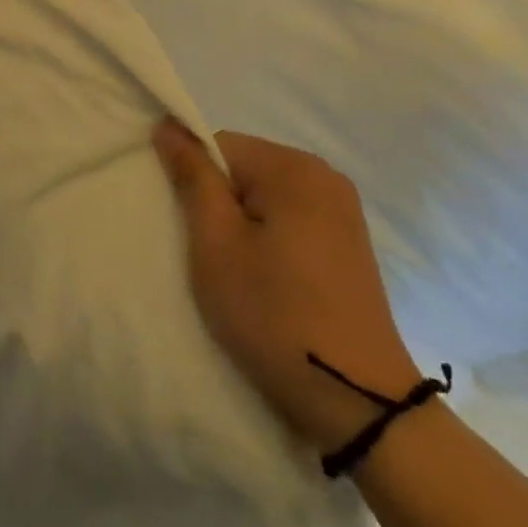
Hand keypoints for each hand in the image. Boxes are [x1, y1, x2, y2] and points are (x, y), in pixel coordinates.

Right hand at [154, 120, 422, 452]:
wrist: (358, 401)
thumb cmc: (274, 314)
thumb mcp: (216, 244)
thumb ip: (192, 177)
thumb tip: (169, 124)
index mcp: (293, 166)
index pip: (219, 146)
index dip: (196, 185)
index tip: (195, 233)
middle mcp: (324, 174)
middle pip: (244, 169)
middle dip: (221, 206)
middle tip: (216, 259)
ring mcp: (343, 210)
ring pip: (266, 197)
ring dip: (245, 226)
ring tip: (243, 276)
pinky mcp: (350, 243)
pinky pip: (292, 220)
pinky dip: (272, 241)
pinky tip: (273, 283)